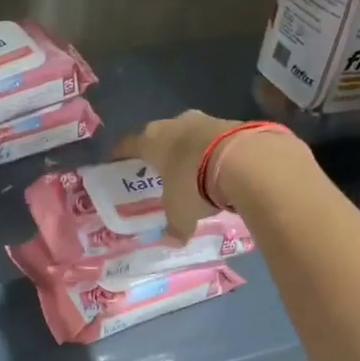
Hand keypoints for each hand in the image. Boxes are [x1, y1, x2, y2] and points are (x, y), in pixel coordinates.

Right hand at [115, 111, 297, 238]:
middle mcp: (175, 124)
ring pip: (190, 135)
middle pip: (161, 136)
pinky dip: (214, 152)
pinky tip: (220, 169)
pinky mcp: (232, 123)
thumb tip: (173, 240)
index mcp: (152, 140)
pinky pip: (216, 139)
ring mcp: (205, 120)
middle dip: (160, 152)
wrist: (245, 160)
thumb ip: (175, 226)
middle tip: (159, 170)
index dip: (119, 155)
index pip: (127, 145)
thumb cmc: (194, 183)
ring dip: (190, 151)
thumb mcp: (180, 212)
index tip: (114, 162)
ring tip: (193, 171)